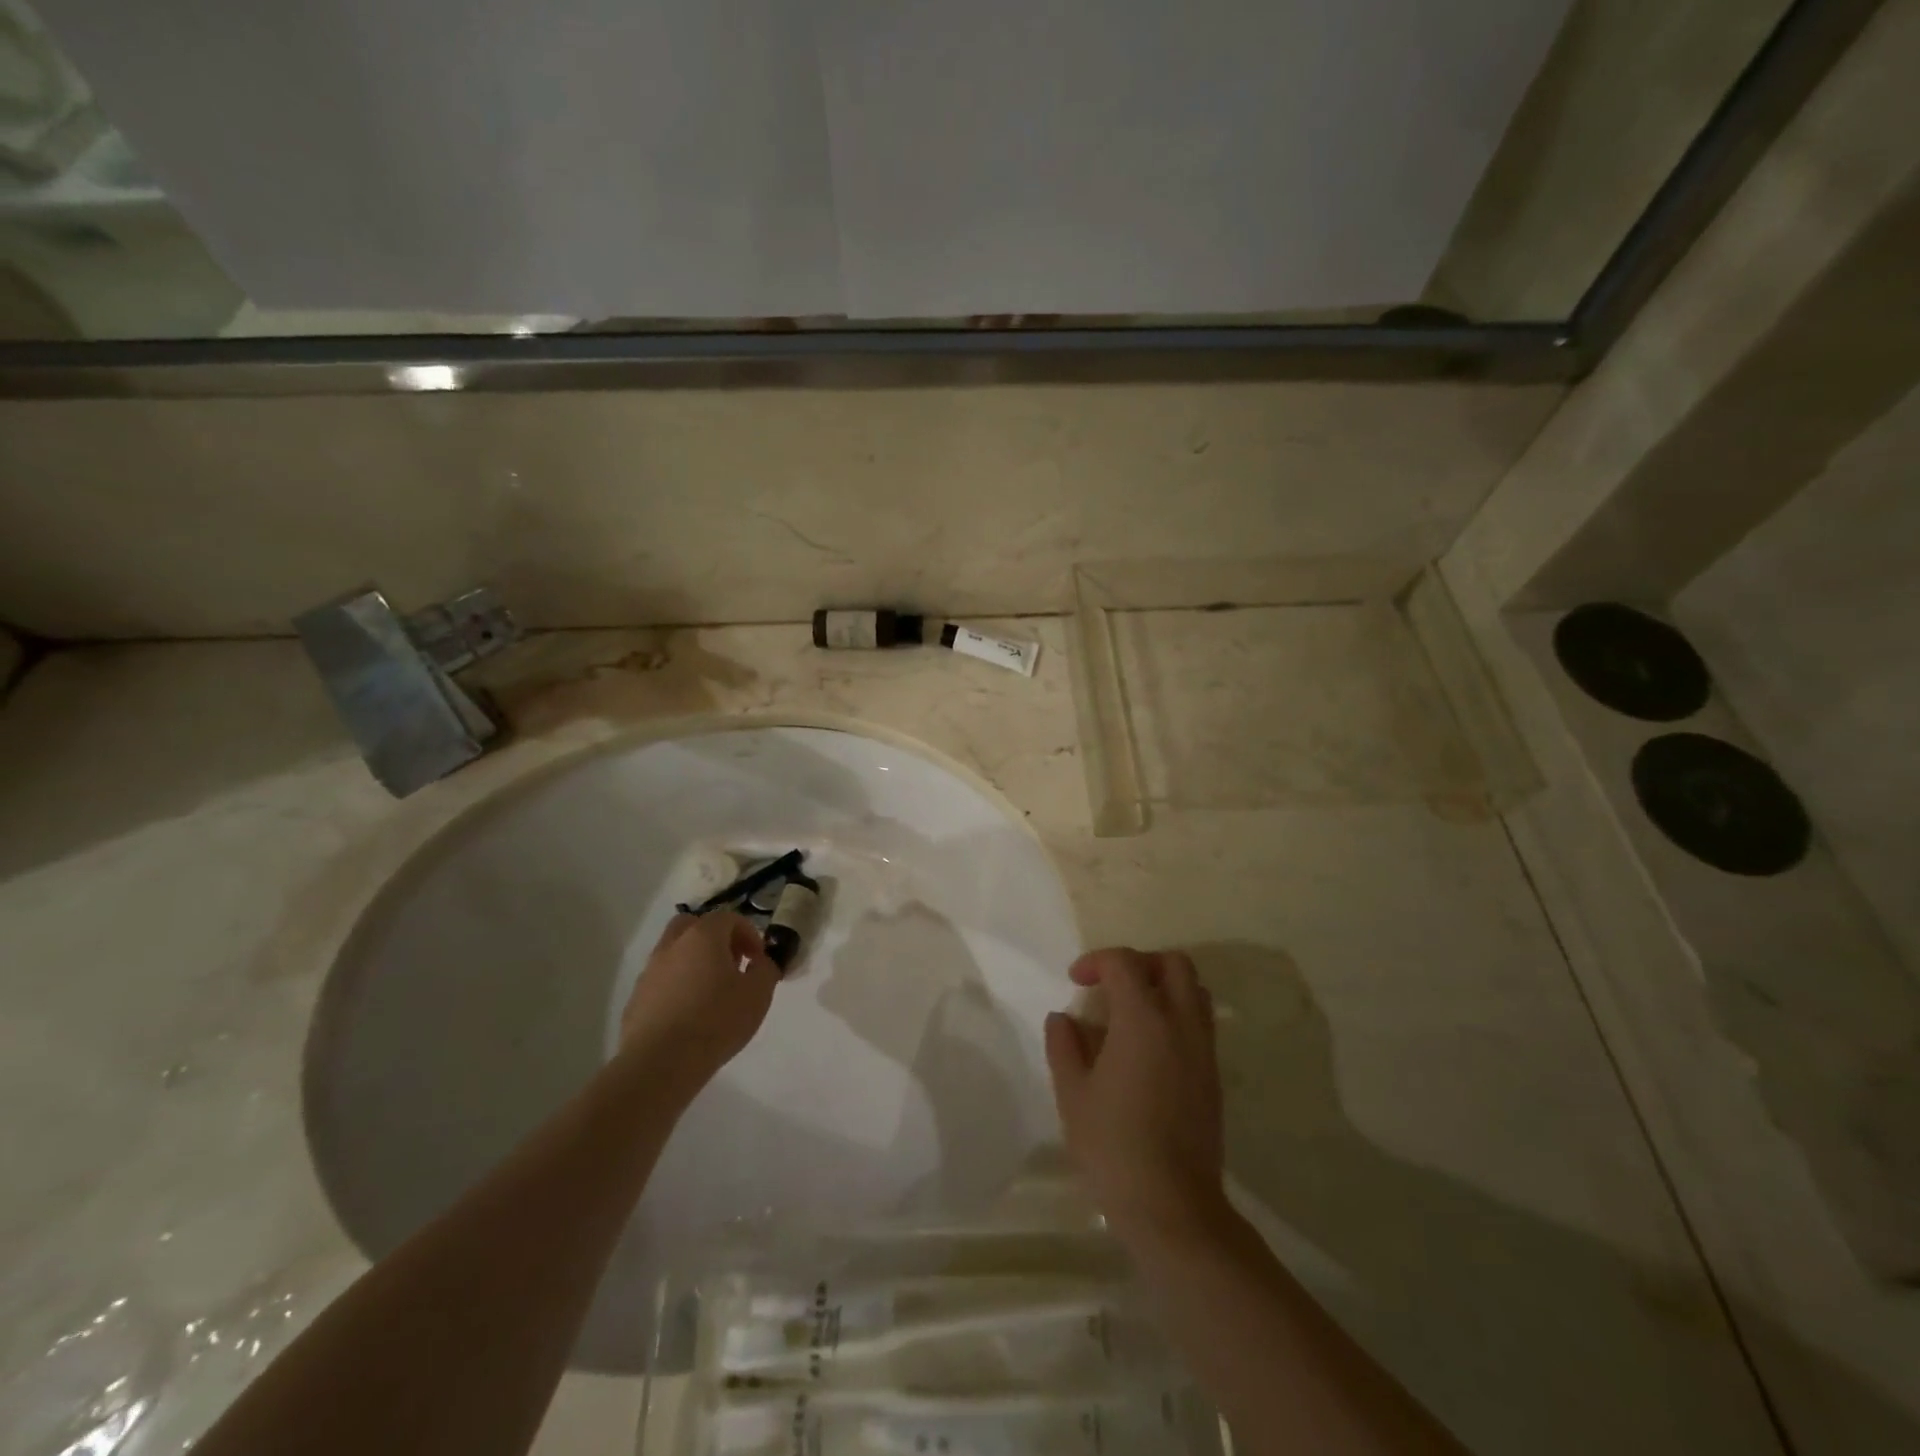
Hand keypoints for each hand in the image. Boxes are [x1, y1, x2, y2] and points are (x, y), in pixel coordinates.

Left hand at [619, 912, 778, 1089]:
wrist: (660, 1063)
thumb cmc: (716, 1021)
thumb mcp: (758, 994)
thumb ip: (766, 970)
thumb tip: (760, 962)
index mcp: (703, 937)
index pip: (728, 918)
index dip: (748, 933)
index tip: (757, 959)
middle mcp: (672, 946)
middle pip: (693, 925)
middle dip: (714, 938)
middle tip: (730, 964)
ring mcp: (649, 972)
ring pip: (673, 953)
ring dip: (693, 962)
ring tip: (710, 992)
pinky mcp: (636, 999)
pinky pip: (661, 981)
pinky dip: (676, 986)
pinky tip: (688, 1014)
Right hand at [1044, 948, 1227, 1247]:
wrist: (1172, 1204)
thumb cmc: (1113, 1145)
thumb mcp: (1072, 1093)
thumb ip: (1064, 1045)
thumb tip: (1063, 1018)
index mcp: (1143, 1019)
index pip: (1124, 962)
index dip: (1096, 961)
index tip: (1075, 981)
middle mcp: (1180, 1023)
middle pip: (1173, 963)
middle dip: (1140, 962)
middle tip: (1111, 985)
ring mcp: (1203, 1049)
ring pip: (1194, 990)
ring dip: (1164, 986)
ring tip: (1132, 1012)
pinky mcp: (1214, 1075)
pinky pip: (1200, 1022)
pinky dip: (1176, 1015)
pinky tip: (1149, 1048)